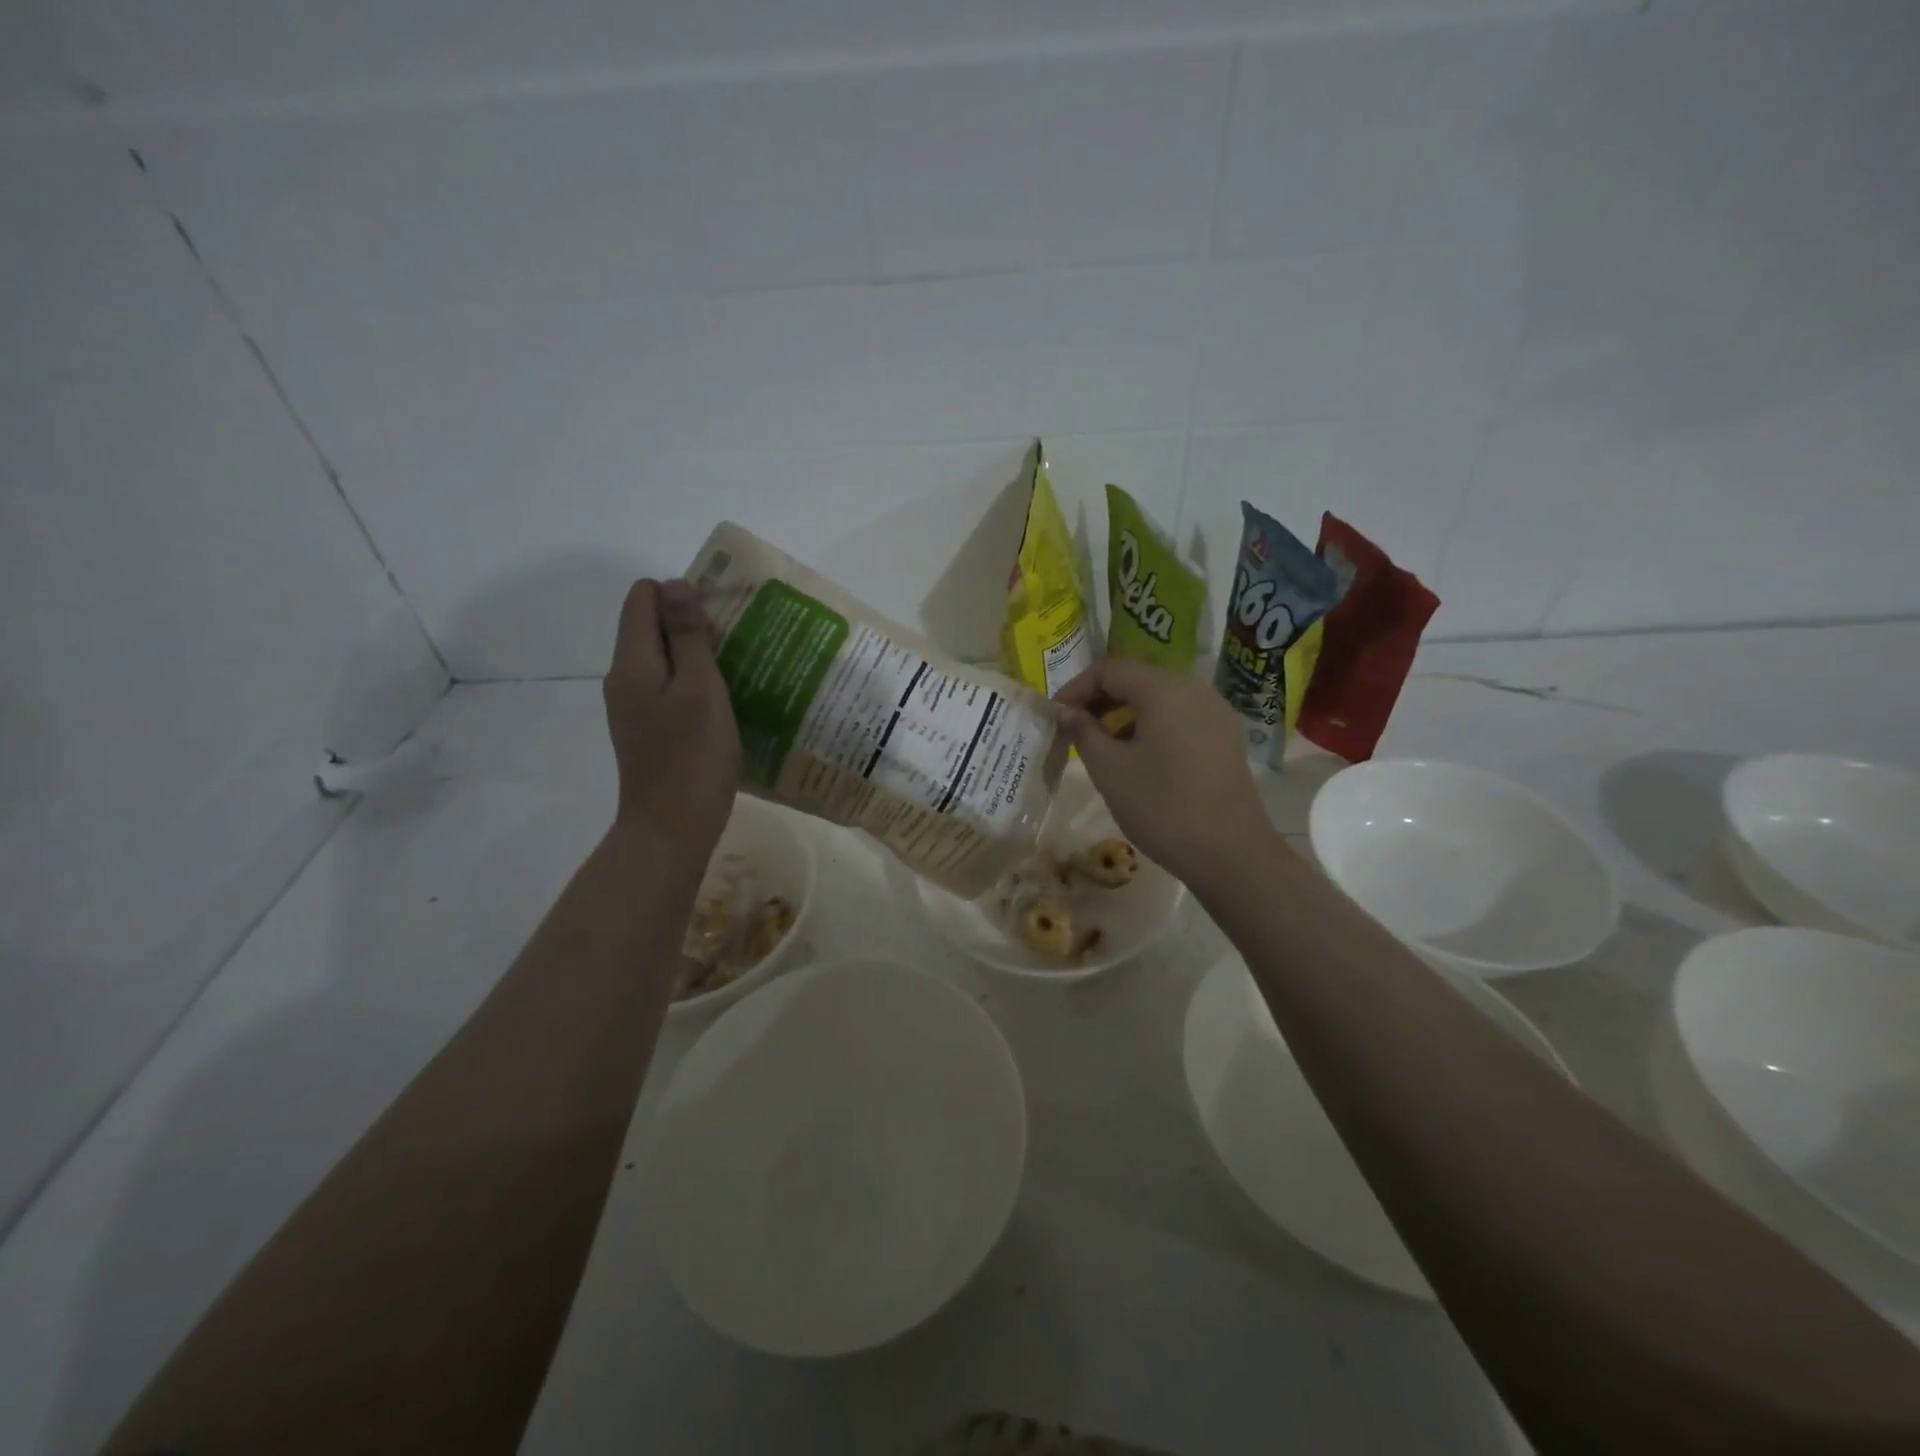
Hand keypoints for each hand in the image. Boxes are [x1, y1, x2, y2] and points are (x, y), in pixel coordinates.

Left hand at [603, 579, 740, 857]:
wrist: (671, 829)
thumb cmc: (692, 757)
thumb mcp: (700, 689)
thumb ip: (688, 636)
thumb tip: (676, 585)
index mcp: (633, 663)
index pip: (643, 598)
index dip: (680, 595)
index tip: (720, 618)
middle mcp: (624, 679)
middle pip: (652, 628)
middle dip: (692, 625)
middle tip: (738, 645)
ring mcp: (633, 708)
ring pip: (663, 661)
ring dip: (697, 658)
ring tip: (739, 672)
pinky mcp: (647, 731)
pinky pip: (668, 690)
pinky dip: (693, 686)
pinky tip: (725, 704)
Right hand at [1054, 659, 1277, 888]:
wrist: (1230, 854)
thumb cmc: (1162, 806)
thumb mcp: (1109, 769)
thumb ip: (1083, 732)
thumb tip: (1068, 713)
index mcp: (1164, 689)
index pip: (1109, 669)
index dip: (1076, 688)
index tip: (1055, 716)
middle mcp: (1194, 688)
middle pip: (1137, 679)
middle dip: (1100, 700)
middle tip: (1074, 730)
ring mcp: (1216, 712)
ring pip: (1159, 699)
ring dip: (1125, 714)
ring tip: (1102, 746)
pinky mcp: (1225, 737)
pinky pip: (1180, 716)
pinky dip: (1151, 726)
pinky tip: (1138, 757)